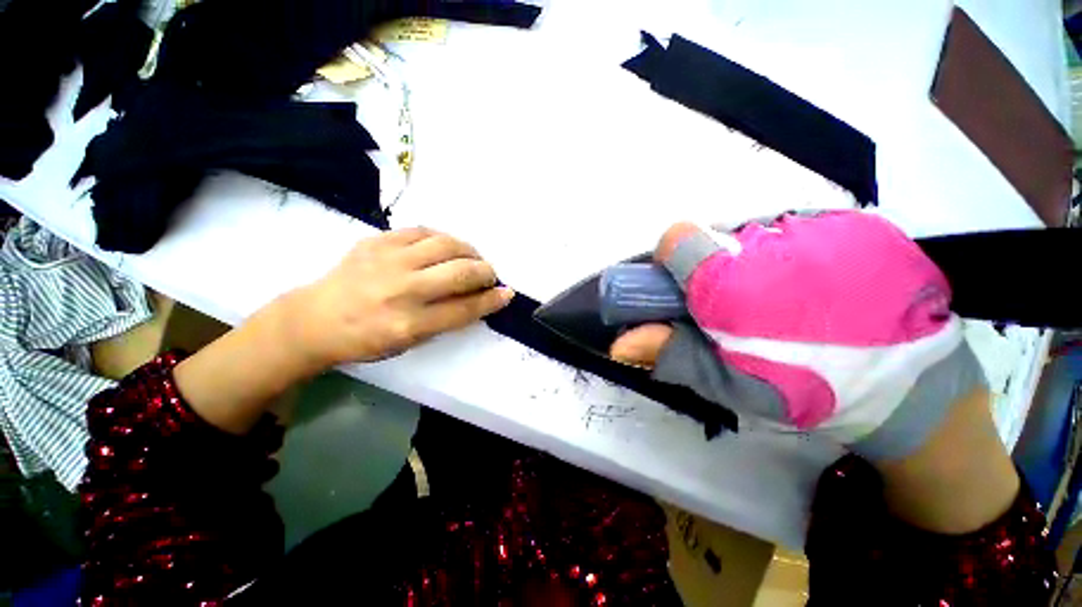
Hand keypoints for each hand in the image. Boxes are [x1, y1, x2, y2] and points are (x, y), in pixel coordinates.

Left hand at [175, 228, 512, 435]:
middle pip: (461, 272)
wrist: (314, 320)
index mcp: (410, 324)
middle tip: (489, 274)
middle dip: (486, 272)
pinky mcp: (376, 241)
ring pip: (446, 244)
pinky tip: (445, 247)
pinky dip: (442, 238)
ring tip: (472, 258)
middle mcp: (402, 291)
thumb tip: (477, 298)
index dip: (492, 300)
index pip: (465, 309)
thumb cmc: (366, 339)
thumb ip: (446, 319)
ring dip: (469, 251)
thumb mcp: (410, 342)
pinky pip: (421, 231)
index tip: (507, 293)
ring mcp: (388, 261)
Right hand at [610, 212, 983, 462]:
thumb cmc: (808, 391)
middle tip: (739, 305)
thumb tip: (618, 343)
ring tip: (783, 298)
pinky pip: (798, 227)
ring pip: (755, 231)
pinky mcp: (858, 221)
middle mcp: (772, 240)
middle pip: (714, 236)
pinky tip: (817, 285)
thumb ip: (671, 353)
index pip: (676, 238)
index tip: (688, 288)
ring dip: (754, 259)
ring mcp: (822, 224)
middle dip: (713, 267)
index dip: (672, 261)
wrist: (914, 389)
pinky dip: (793, 251)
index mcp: (733, 281)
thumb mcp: (728, 381)